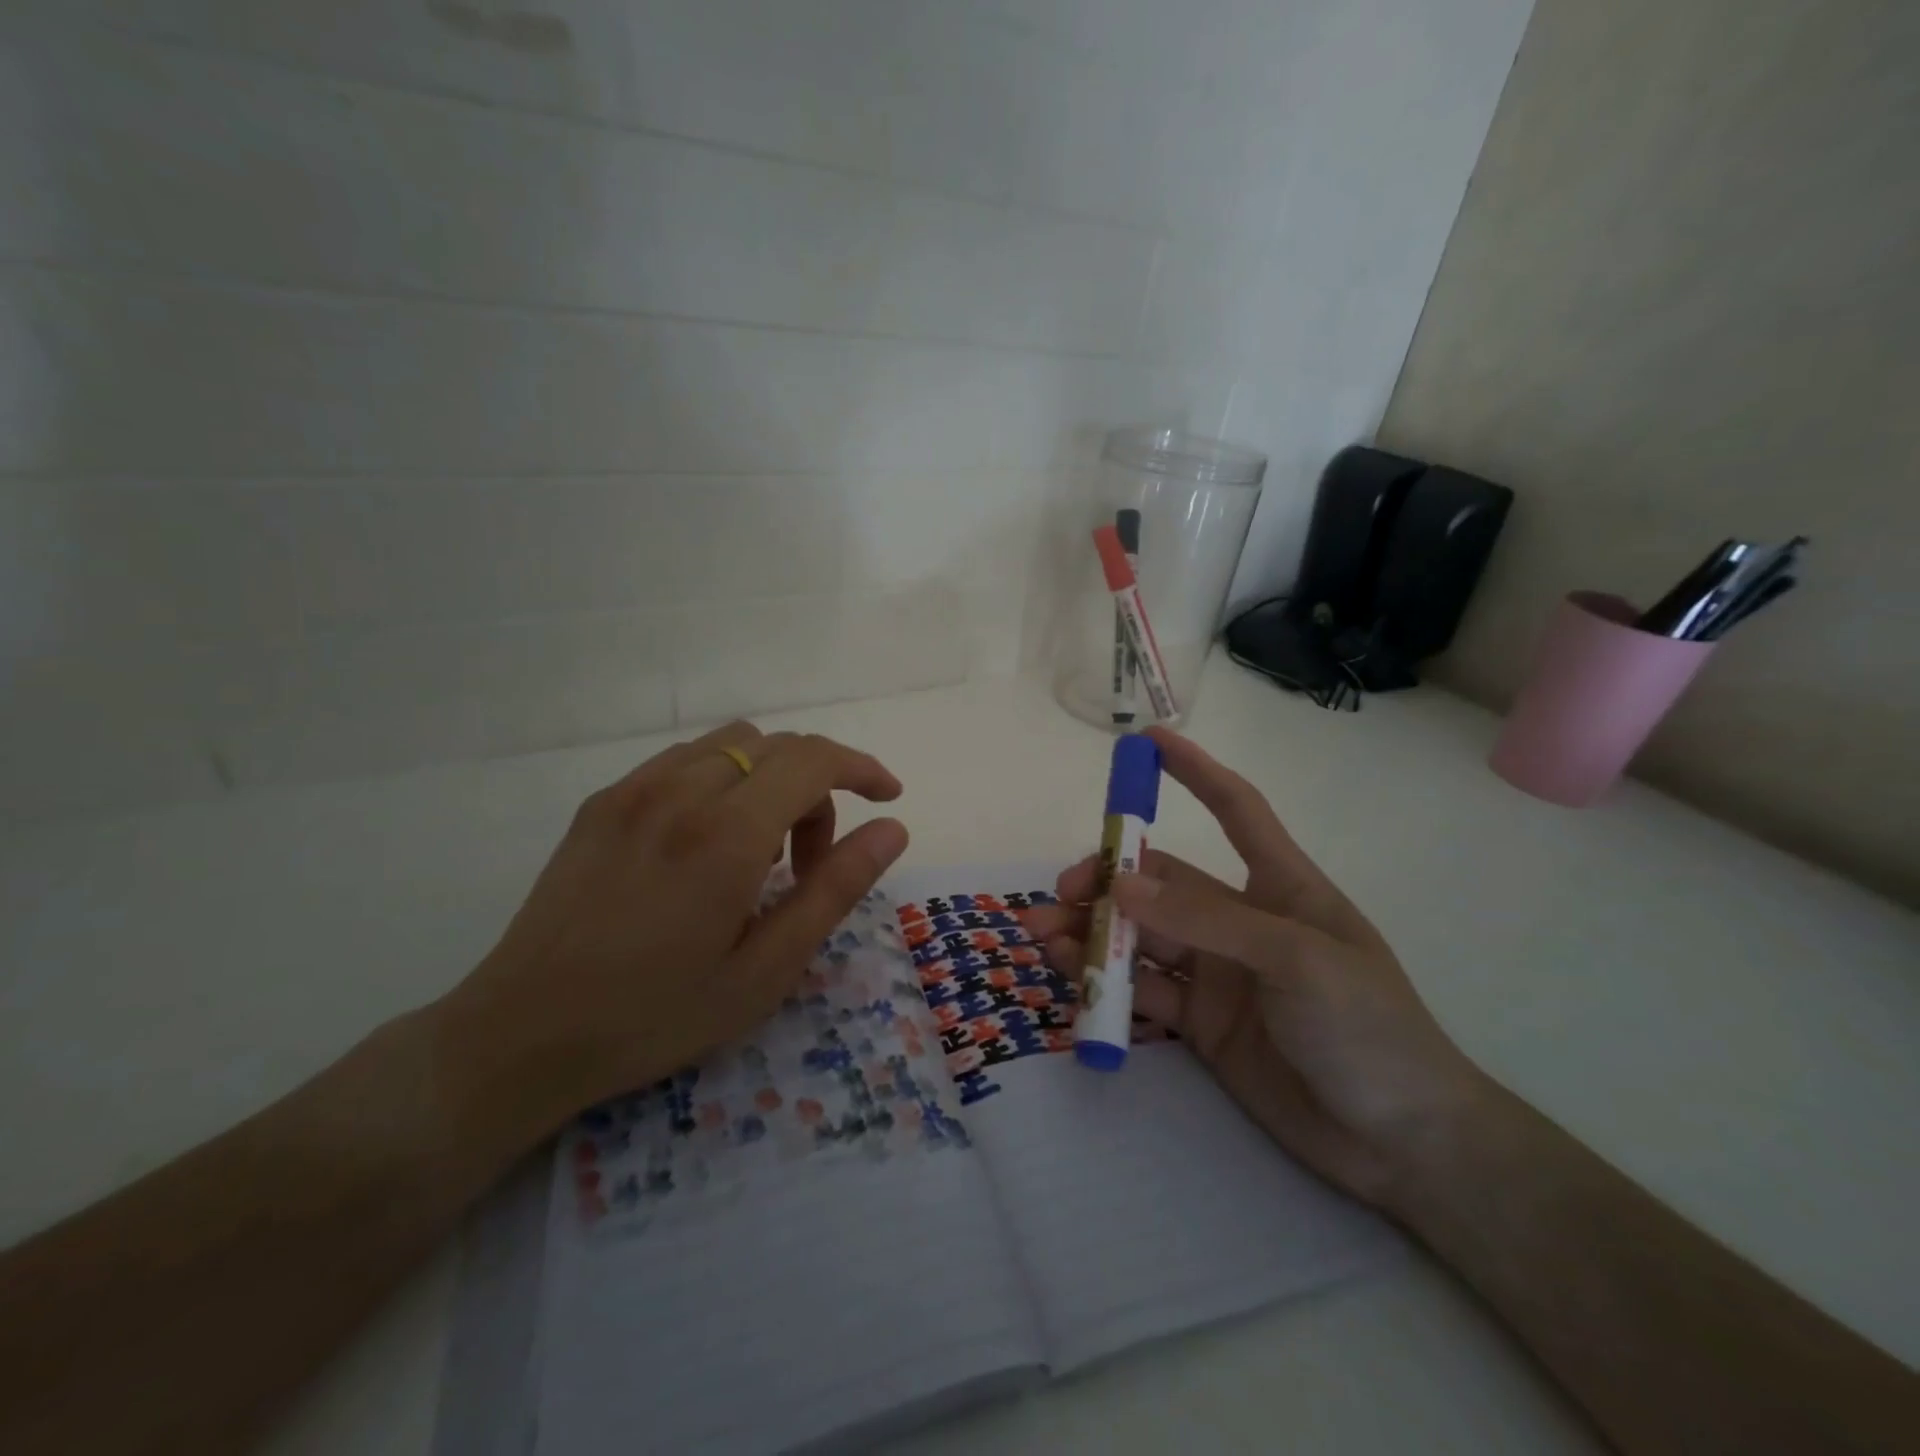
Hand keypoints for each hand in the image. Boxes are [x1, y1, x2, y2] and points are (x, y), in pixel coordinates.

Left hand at [437, 721, 907, 1140]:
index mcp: (726, 835)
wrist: (522, 1035)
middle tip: (809, 863)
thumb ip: (835, 888)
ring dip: (770, 780)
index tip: (887, 796)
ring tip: (757, 853)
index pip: (814, 760)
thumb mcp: (767, 969)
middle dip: (818, 788)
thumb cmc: (656, 1015)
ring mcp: (634, 790)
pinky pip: (685, 761)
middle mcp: (680, 791)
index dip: (861, 768)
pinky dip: (724, 781)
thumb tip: (892, 829)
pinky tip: (707, 843)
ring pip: (733, 745)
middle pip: (778, 747)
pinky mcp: (603, 801)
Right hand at [1023, 727, 1486, 1206]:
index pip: (1236, 809)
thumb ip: (1206, 920)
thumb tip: (1121, 886)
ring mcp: (1218, 973)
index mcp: (1281, 886)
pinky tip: (1068, 972)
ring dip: (1094, 929)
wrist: (1401, 1143)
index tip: (1147, 740)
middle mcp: (1241, 921)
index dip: (1194, 771)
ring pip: (1142, 935)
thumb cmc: (1370, 1029)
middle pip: (1164, 881)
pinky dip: (1103, 978)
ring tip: (1041, 932)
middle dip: (1110, 878)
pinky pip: (1141, 988)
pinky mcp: (1200, 1023)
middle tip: (1063, 892)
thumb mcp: (1295, 960)